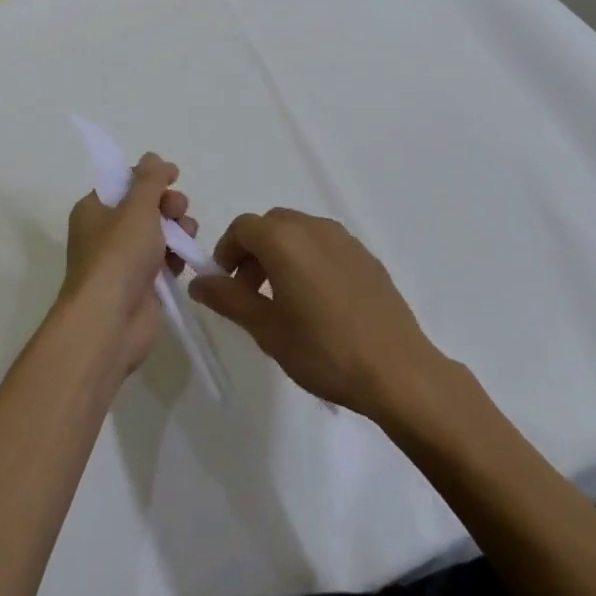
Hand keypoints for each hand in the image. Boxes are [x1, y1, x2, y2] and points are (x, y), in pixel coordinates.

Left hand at [58, 154, 197, 381]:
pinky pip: (163, 262)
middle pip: (145, 207)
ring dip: (177, 229)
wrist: (109, 322)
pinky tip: (185, 259)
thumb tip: (153, 158)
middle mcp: (105, 233)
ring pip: (158, 234)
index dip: (150, 177)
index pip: (124, 183)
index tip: (173, 175)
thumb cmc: (118, 255)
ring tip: (187, 235)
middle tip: (179, 210)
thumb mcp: (136, 207)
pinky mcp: (141, 287)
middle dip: (168, 204)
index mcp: (94, 209)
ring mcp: (123, 262)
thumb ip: (149, 179)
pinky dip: (176, 257)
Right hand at [187, 208, 441, 421]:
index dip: (227, 251)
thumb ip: (229, 298)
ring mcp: (344, 239)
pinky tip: (318, 302)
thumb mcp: (267, 329)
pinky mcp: (366, 256)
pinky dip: (309, 259)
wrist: (398, 370)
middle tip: (250, 292)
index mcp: (285, 240)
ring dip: (281, 253)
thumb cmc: (324, 350)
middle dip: (253, 251)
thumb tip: (198, 280)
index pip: (243, 227)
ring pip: (299, 232)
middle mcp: (313, 227)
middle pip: (271, 225)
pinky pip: (325, 245)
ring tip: (284, 299)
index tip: (225, 284)